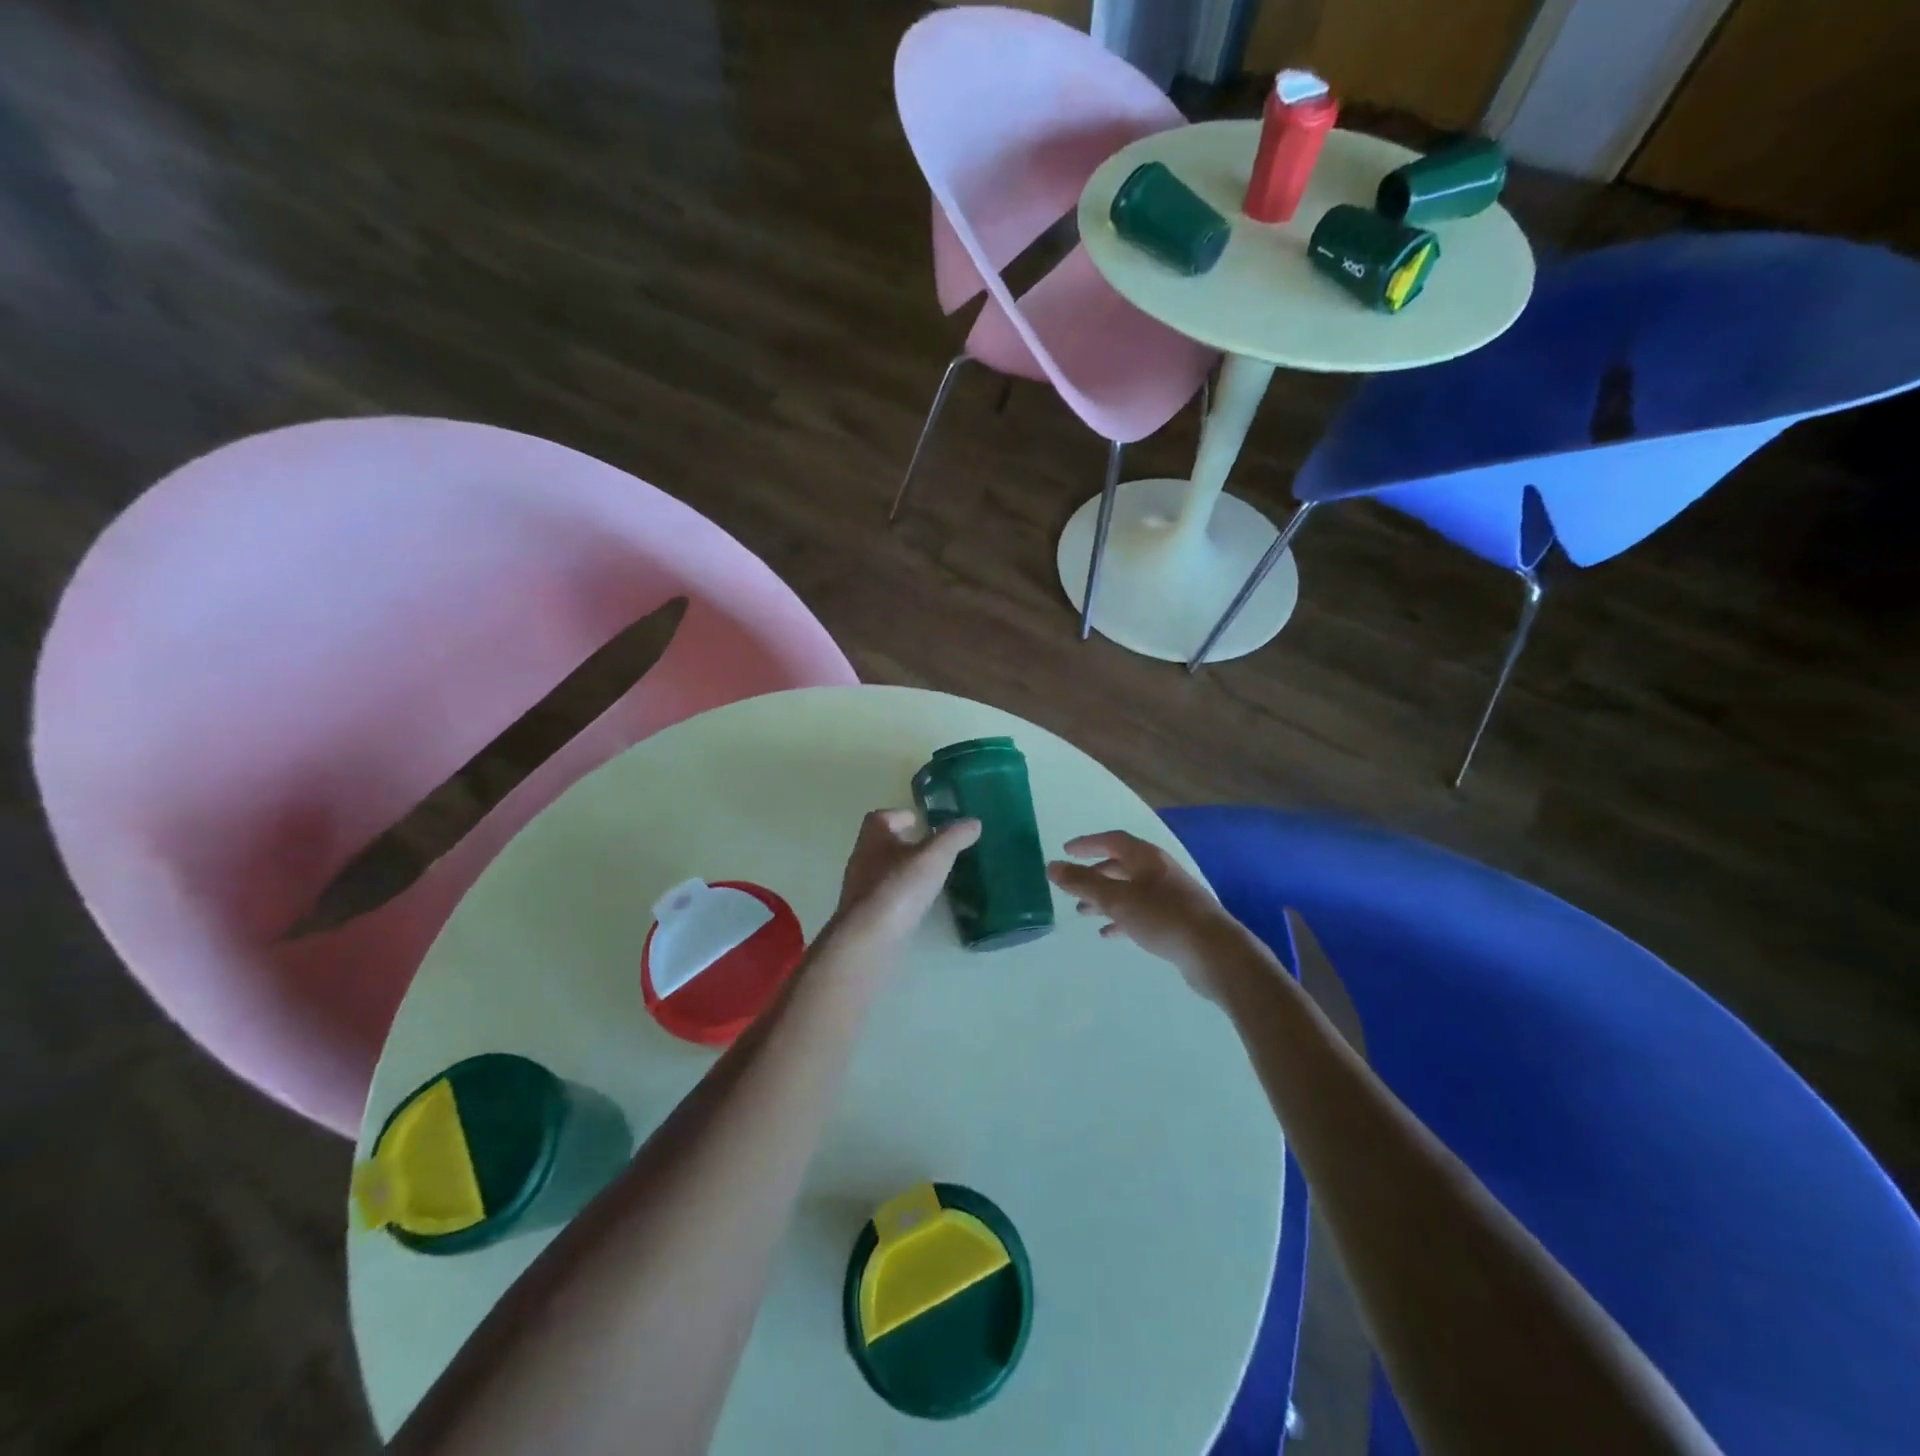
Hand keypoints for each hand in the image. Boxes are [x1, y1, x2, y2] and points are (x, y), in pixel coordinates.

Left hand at [828, 809, 979, 950]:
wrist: (868, 940)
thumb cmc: (899, 888)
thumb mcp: (934, 856)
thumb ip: (954, 837)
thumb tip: (973, 822)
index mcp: (873, 837)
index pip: (881, 817)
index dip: (901, 815)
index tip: (920, 821)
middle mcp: (862, 859)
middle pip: (881, 844)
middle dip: (904, 844)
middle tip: (932, 849)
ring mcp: (860, 890)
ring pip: (882, 872)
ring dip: (903, 871)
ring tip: (930, 877)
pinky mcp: (865, 917)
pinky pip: (884, 899)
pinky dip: (900, 897)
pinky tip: (918, 905)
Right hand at [1048, 831, 1242, 995]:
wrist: (1215, 953)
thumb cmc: (1163, 918)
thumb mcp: (1117, 899)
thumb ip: (1083, 883)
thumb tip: (1051, 866)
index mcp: (1146, 858)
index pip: (1112, 840)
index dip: (1088, 844)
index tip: (1066, 851)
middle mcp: (1159, 871)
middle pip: (1121, 865)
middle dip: (1094, 875)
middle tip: (1072, 886)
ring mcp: (1170, 896)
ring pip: (1130, 891)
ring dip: (1105, 899)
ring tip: (1083, 912)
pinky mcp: (1176, 921)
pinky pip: (1141, 913)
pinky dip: (1122, 919)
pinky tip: (1109, 934)